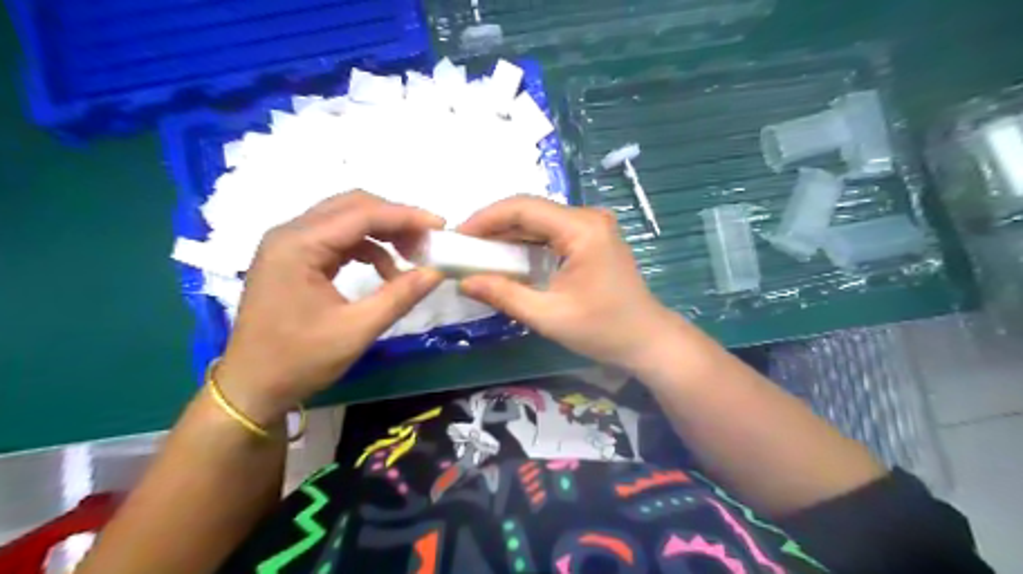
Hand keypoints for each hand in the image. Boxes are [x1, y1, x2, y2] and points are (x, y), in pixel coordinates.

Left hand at [216, 191, 444, 423]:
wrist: (251, 387)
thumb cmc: (299, 360)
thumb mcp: (356, 330)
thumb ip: (399, 296)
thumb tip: (436, 271)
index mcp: (298, 244)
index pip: (362, 213)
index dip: (406, 216)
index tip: (440, 226)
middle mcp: (290, 233)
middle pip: (352, 206)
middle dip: (395, 220)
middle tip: (427, 240)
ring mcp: (290, 245)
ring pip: (346, 220)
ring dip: (382, 233)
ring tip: (411, 257)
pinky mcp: (294, 259)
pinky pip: (338, 239)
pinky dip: (367, 248)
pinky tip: (384, 271)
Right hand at [454, 195, 676, 368]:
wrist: (647, 340)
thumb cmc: (603, 330)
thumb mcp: (548, 316)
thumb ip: (504, 295)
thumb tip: (463, 282)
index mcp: (582, 229)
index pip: (523, 208)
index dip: (486, 218)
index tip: (458, 236)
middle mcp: (588, 218)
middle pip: (531, 210)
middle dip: (494, 226)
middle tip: (463, 247)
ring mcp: (593, 226)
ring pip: (540, 220)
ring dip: (508, 234)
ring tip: (477, 252)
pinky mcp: (593, 238)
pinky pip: (552, 232)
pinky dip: (527, 242)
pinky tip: (507, 257)